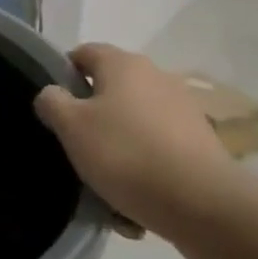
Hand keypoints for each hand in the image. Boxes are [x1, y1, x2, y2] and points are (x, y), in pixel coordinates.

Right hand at [33, 44, 247, 249]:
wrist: (205, 205)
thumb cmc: (126, 154)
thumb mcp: (71, 127)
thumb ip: (52, 102)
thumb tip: (53, 93)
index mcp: (123, 64)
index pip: (83, 53)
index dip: (63, 74)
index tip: (54, 107)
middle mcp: (156, 77)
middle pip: (110, 90)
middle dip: (91, 116)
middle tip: (75, 146)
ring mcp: (183, 110)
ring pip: (134, 124)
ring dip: (118, 146)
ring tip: (105, 183)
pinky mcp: (201, 144)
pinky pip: (158, 150)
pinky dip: (144, 168)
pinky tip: (134, 201)